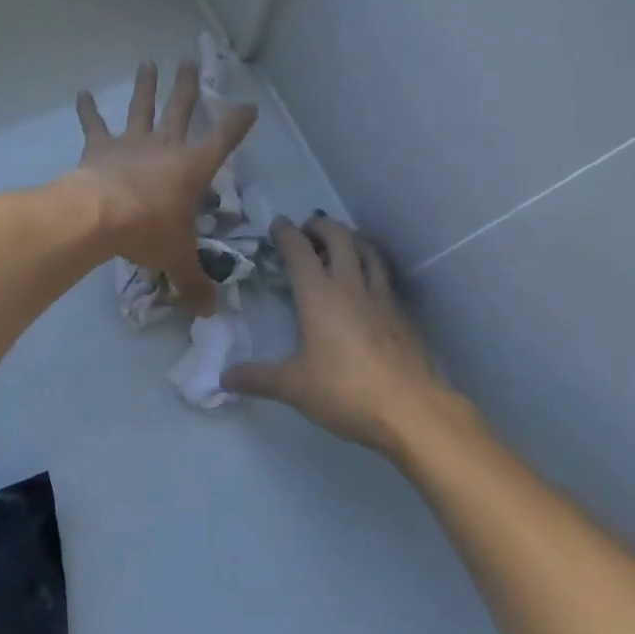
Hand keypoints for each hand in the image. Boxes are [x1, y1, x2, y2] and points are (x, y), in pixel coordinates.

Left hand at [74, 60, 257, 317]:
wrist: (101, 216)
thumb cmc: (148, 231)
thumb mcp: (177, 259)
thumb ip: (194, 283)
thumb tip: (211, 312)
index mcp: (192, 168)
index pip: (223, 140)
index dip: (237, 122)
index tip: (249, 106)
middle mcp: (165, 147)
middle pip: (180, 109)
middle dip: (187, 86)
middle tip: (189, 60)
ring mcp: (131, 143)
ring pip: (142, 107)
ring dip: (146, 86)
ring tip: (148, 62)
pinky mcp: (100, 148)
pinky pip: (94, 125)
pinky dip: (87, 110)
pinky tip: (81, 92)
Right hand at [223, 216, 454, 455]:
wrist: (410, 409)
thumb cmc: (344, 391)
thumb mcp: (293, 387)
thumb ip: (257, 379)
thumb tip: (224, 378)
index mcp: (318, 294)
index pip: (299, 250)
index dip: (287, 232)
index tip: (278, 224)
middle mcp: (350, 286)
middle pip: (339, 237)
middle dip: (321, 226)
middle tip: (308, 230)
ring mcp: (381, 297)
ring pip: (368, 250)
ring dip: (352, 238)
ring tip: (342, 242)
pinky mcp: (402, 315)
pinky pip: (385, 277)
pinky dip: (372, 267)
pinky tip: (368, 284)